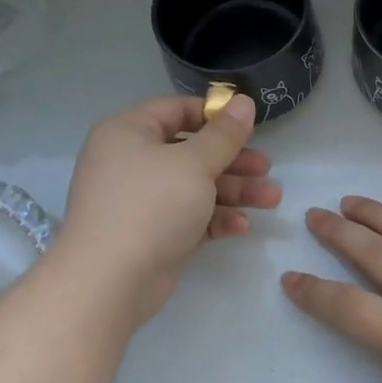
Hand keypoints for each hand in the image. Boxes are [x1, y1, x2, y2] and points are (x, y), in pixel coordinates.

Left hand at [59, 95, 278, 324]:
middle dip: (233, 161)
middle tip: (266, 168)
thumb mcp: (194, 163)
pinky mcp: (152, 234)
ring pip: (195, 187)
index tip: (249, 127)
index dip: (214, 116)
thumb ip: (224, 134)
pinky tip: (242, 227)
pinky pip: (189, 217)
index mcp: (129, 133)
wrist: (110, 281)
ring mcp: (141, 201)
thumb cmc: (151, 205)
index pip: (176, 111)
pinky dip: (215, 219)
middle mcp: (131, 162)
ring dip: (234, 192)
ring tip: (271, 199)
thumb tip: (244, 101)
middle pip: (191, 152)